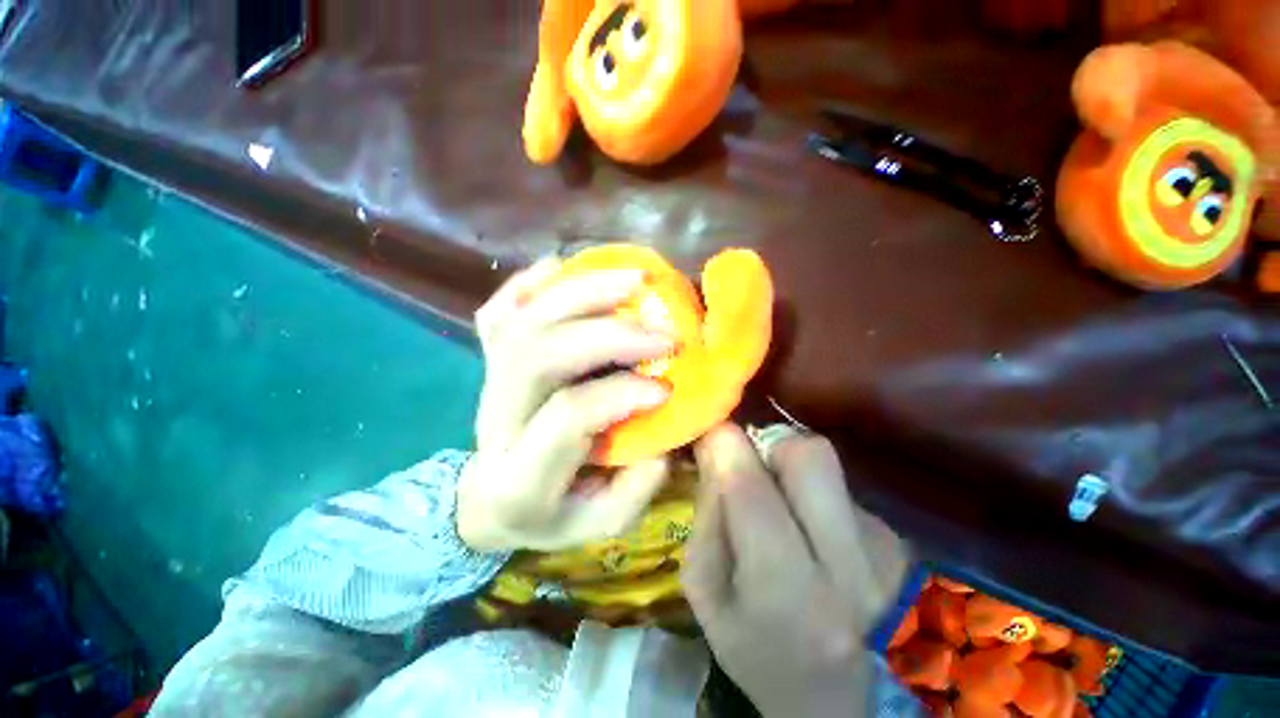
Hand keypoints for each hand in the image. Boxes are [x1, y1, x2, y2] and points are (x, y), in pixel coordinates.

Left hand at [457, 258, 675, 552]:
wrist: (490, 500)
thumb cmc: (550, 513)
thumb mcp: (597, 526)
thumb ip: (634, 488)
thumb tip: (661, 427)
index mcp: (521, 473)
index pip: (569, 414)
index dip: (622, 394)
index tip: (668, 388)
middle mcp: (496, 418)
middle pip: (541, 354)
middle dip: (609, 335)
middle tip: (664, 331)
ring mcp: (486, 380)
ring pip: (524, 320)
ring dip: (582, 291)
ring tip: (636, 278)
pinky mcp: (488, 359)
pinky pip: (499, 309)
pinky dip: (529, 282)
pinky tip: (563, 265)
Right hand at [682, 424, 909, 717]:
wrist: (844, 702)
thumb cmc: (760, 652)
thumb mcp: (709, 596)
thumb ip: (706, 519)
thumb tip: (715, 452)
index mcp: (788, 594)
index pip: (751, 489)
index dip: (724, 446)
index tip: (710, 435)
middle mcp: (850, 567)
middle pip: (810, 456)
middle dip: (769, 444)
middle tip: (751, 466)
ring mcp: (884, 550)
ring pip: (828, 465)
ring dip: (791, 468)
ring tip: (779, 503)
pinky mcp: (897, 539)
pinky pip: (841, 486)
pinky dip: (814, 492)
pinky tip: (811, 530)